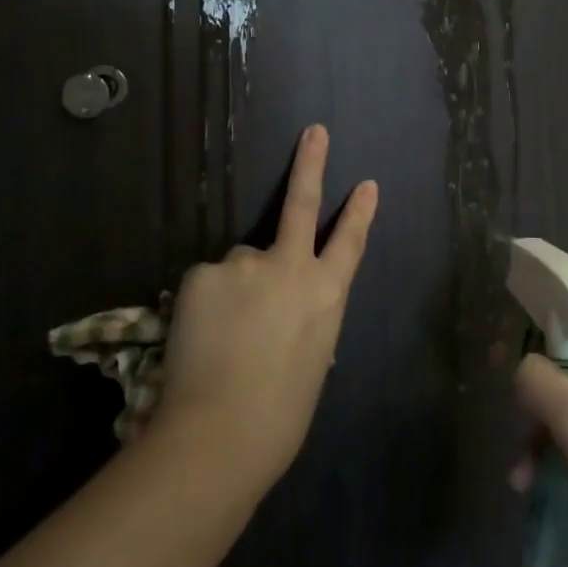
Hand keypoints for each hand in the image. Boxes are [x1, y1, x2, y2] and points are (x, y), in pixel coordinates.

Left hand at [155, 125, 378, 492]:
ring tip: (223, 335)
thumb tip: (290, 312)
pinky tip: (201, 335)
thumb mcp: (312, 361)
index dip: (359, 212)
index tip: (367, 183)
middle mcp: (291, 267)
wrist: (219, 435)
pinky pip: (209, 281)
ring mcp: (245, 264)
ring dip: (236, 286)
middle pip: (301, 204)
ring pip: (240, 264)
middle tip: (313, 131)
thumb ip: (305, 321)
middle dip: (310, 164)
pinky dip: (206, 302)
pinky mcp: (204, 273)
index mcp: (327, 294)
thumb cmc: (279, 415)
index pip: (349, 243)